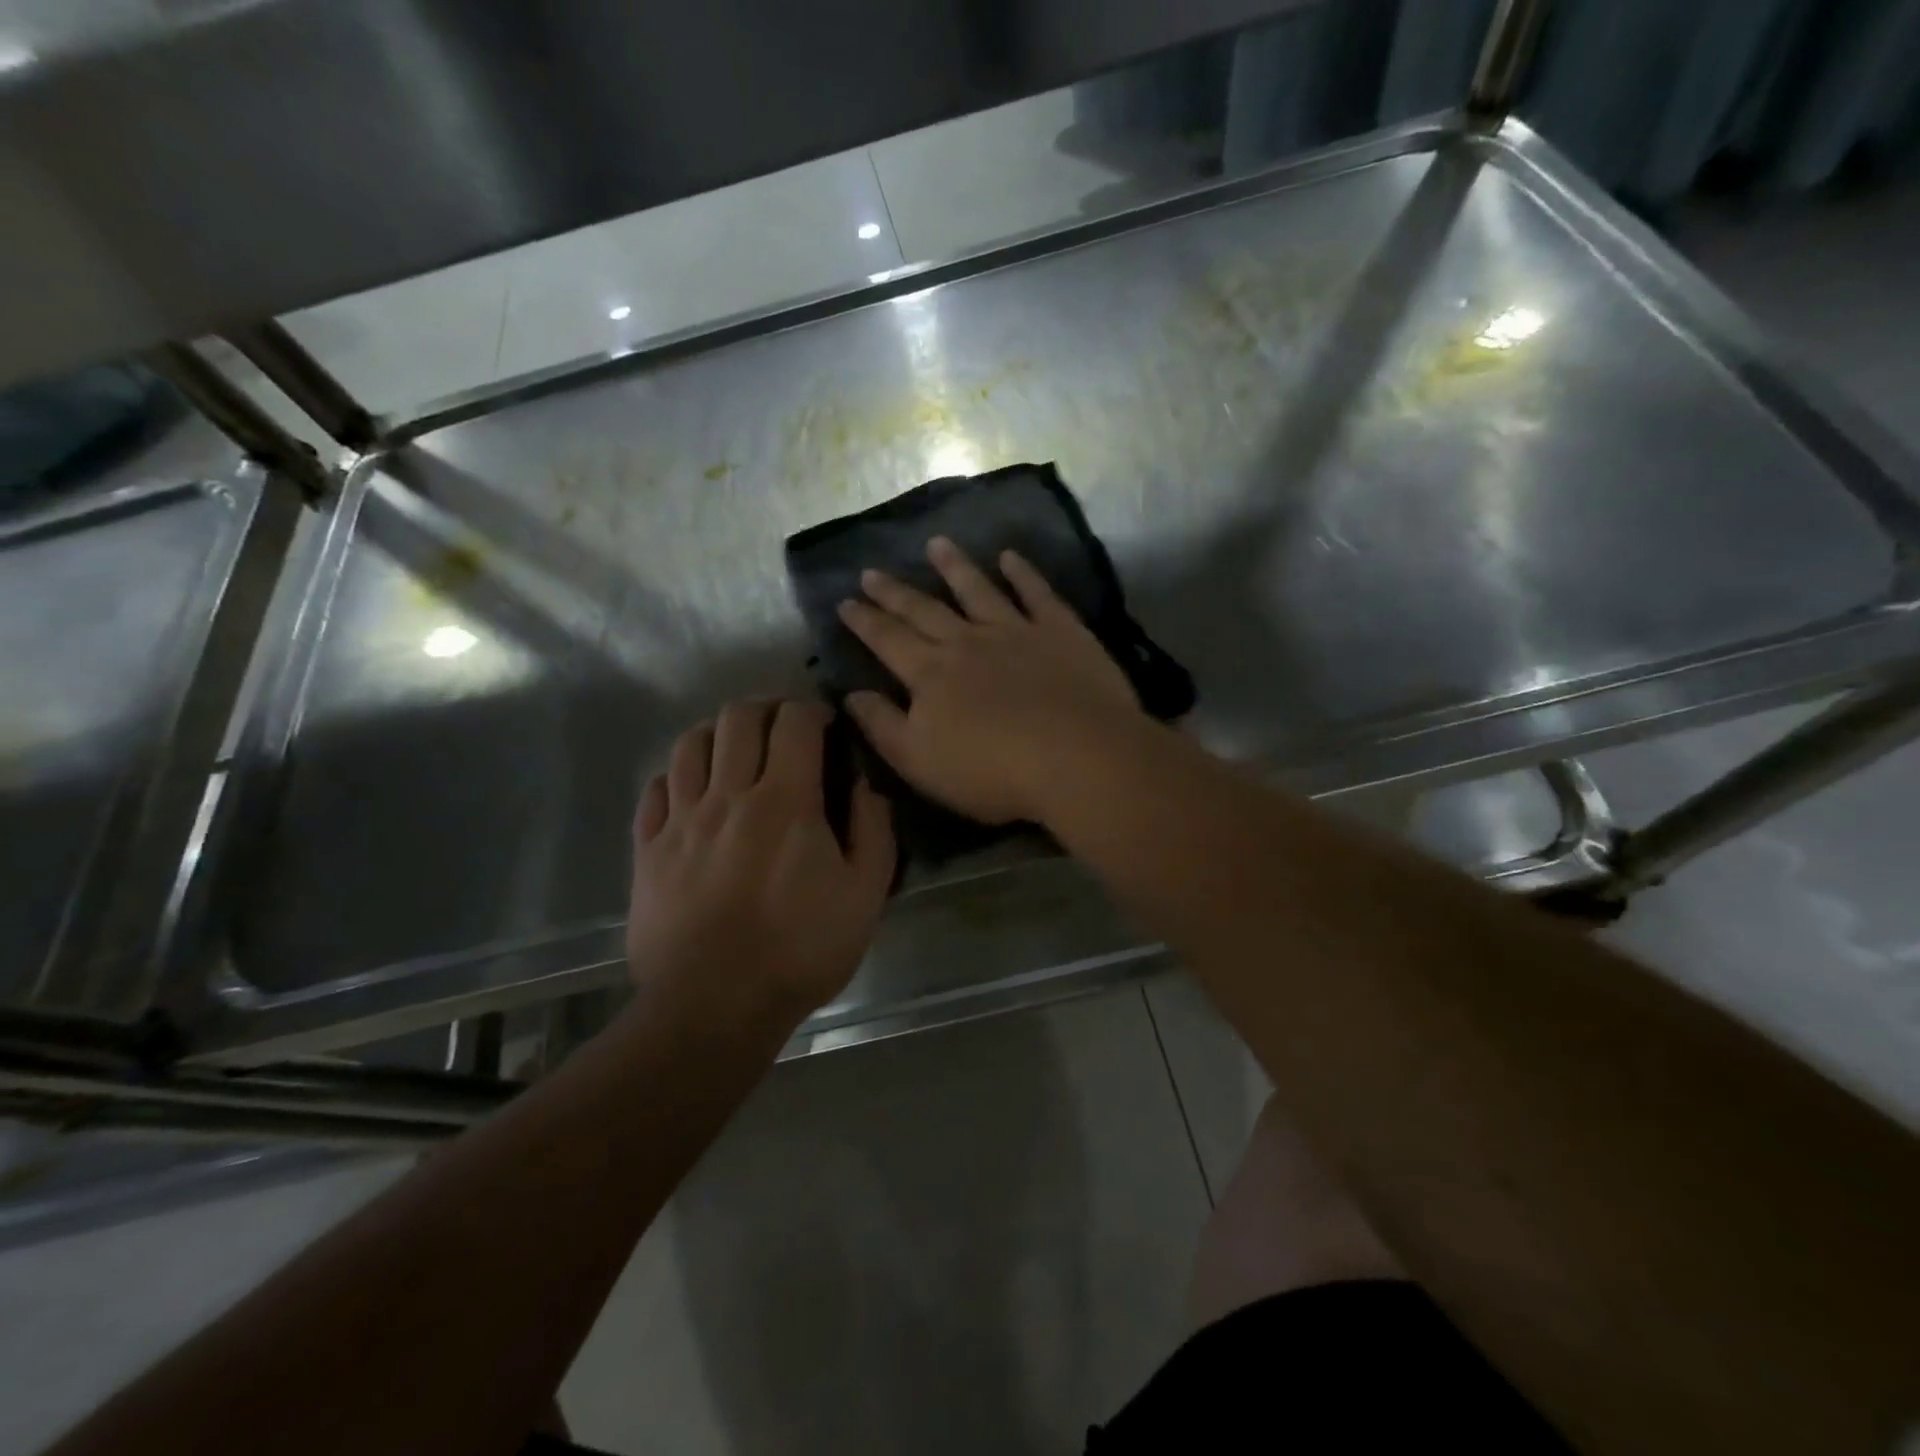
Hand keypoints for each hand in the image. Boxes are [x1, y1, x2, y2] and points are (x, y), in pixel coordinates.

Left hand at [627, 700, 893, 1030]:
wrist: (714, 1005)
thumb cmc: (800, 950)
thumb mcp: (865, 895)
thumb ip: (875, 829)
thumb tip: (865, 784)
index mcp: (786, 800)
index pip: (794, 721)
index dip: (812, 710)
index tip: (825, 725)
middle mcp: (728, 794)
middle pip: (738, 718)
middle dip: (766, 710)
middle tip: (783, 731)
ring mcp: (681, 820)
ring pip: (689, 744)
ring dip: (718, 734)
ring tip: (735, 753)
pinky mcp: (648, 849)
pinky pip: (655, 789)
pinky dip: (677, 777)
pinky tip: (693, 793)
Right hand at [837, 537, 1146, 825]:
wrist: (1077, 758)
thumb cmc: (992, 772)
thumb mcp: (919, 762)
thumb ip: (882, 725)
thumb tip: (850, 694)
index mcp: (930, 674)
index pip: (888, 640)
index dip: (864, 621)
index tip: (845, 601)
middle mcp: (967, 642)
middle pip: (924, 610)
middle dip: (894, 591)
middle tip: (871, 571)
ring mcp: (1016, 631)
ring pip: (977, 590)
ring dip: (954, 566)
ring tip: (936, 543)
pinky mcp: (1060, 631)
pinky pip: (1036, 593)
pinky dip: (1022, 572)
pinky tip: (1010, 556)